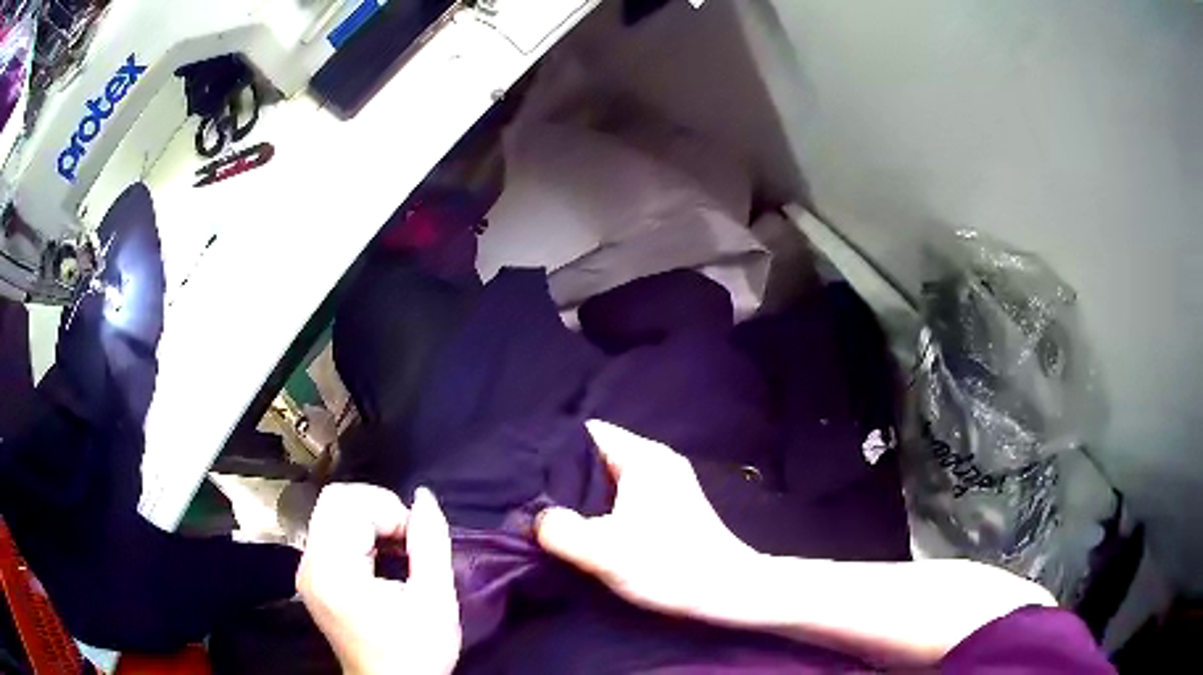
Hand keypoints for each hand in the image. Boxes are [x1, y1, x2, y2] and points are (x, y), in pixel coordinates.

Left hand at [298, 484, 460, 674]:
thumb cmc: (416, 652)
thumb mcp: (435, 600)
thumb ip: (431, 544)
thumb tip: (424, 497)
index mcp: (333, 570)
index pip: (348, 502)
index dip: (389, 509)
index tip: (417, 541)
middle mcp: (310, 565)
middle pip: (335, 501)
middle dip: (378, 509)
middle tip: (407, 542)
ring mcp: (307, 571)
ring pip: (332, 513)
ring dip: (370, 522)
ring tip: (398, 553)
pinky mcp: (313, 579)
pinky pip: (331, 534)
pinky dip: (359, 535)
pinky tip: (381, 561)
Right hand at [536, 420, 761, 626]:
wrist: (727, 591)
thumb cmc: (668, 565)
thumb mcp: (602, 550)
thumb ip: (557, 530)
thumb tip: (533, 519)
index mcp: (643, 457)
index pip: (585, 432)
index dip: (551, 448)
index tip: (524, 471)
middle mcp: (656, 461)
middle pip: (595, 455)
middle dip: (562, 475)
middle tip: (530, 496)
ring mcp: (667, 483)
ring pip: (609, 478)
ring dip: (580, 495)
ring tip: (548, 513)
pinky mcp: (670, 507)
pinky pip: (623, 495)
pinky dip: (600, 507)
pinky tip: (583, 528)